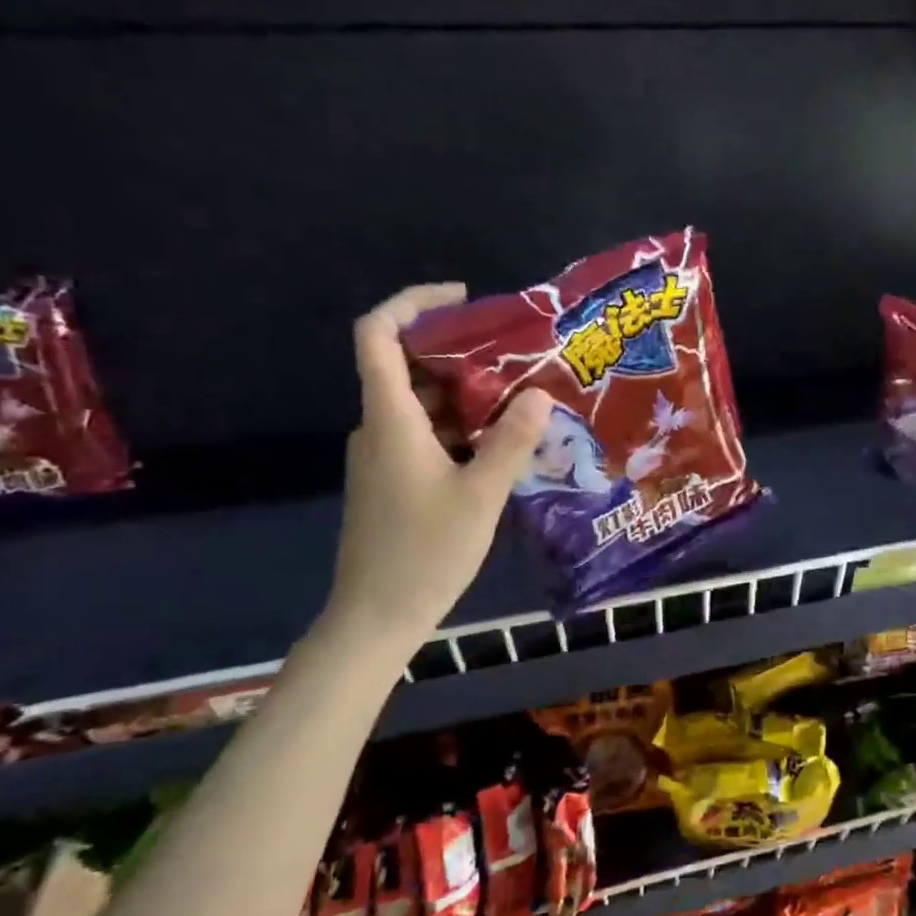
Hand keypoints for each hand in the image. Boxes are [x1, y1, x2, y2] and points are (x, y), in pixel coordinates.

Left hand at [324, 284, 551, 650]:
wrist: (377, 616)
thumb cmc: (426, 553)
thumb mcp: (481, 495)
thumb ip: (512, 442)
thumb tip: (539, 394)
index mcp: (390, 420)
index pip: (378, 335)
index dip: (413, 303)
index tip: (464, 299)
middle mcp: (379, 428)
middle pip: (408, 366)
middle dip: (461, 352)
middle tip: (517, 355)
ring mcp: (383, 456)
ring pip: (423, 404)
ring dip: (468, 394)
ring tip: (522, 397)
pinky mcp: (393, 480)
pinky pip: (426, 434)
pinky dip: (461, 427)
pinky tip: (502, 444)